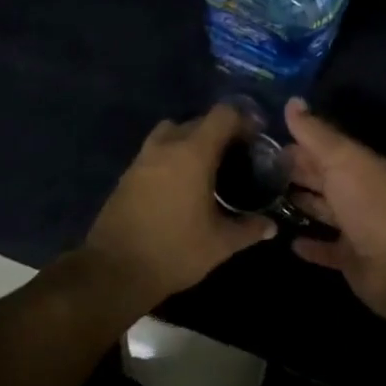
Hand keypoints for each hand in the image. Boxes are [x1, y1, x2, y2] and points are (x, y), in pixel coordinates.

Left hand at [83, 104, 277, 307]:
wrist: (115, 270)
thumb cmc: (174, 251)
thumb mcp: (219, 244)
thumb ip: (248, 229)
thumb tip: (271, 225)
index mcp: (193, 153)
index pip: (222, 115)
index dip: (243, 120)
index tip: (256, 138)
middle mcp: (167, 146)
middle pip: (198, 120)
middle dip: (219, 131)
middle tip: (236, 156)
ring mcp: (143, 158)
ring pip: (172, 131)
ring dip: (191, 139)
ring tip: (207, 165)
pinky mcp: (128, 173)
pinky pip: (156, 150)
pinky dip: (171, 155)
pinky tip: (181, 183)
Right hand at [283, 99, 385, 327]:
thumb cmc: (370, 204)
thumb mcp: (341, 160)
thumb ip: (315, 133)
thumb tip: (292, 100)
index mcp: (360, 164)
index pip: (325, 147)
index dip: (298, 142)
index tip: (265, 140)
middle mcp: (359, 192)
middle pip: (323, 177)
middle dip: (296, 171)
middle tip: (258, 169)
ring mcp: (356, 227)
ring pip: (324, 210)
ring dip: (301, 204)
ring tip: (266, 200)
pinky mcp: (351, 258)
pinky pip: (326, 249)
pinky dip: (311, 245)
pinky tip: (289, 242)